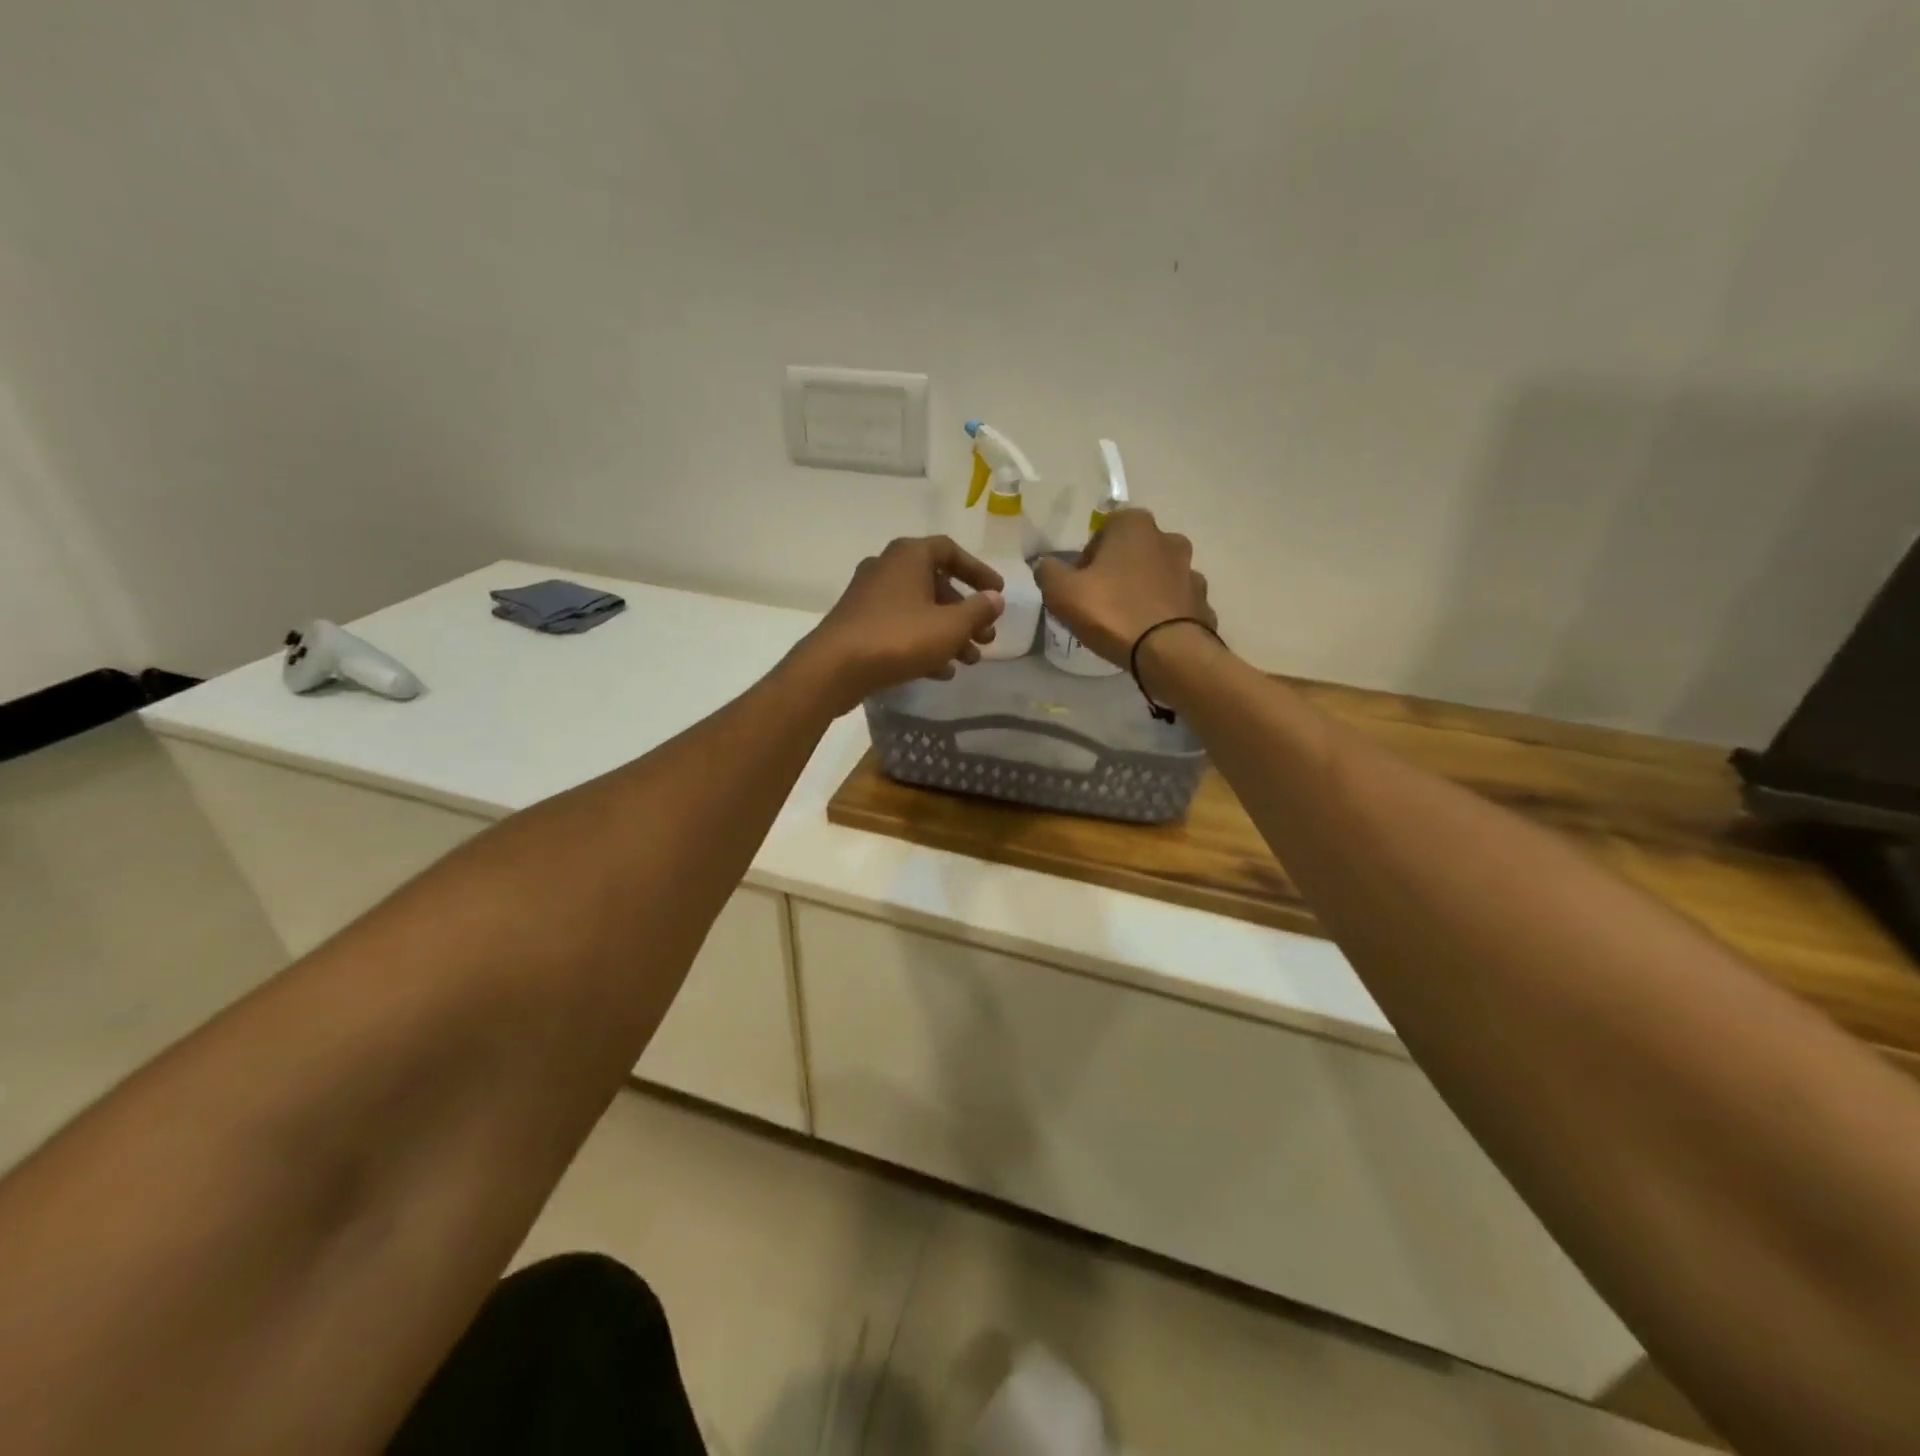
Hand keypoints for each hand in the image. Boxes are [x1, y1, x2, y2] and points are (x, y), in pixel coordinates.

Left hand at [795, 536, 1003, 713]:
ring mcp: (869, 597)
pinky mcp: (859, 624)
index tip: (997, 594)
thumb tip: (995, 598)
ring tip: (969, 660)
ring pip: (919, 610)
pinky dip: (923, 644)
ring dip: (948, 633)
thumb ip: (977, 610)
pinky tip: (941, 672)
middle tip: (986, 638)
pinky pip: (900, 628)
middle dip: (965, 613)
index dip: (978, 571)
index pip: (951, 551)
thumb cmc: (899, 637)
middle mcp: (887, 568)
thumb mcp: (950, 626)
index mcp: (909, 555)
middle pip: (936, 585)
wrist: (835, 668)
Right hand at [1033, 510, 1214, 667]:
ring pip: (1158, 576)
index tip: (1082, 583)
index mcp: (1135, 526)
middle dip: (1118, 571)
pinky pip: (1175, 602)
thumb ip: (1048, 571)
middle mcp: (1169, 539)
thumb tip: (1046, 565)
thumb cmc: (1112, 612)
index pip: (1104, 530)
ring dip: (1144, 591)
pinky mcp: (1202, 602)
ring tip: (1126, 621)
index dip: (1089, 557)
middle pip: (1134, 551)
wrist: (1169, 652)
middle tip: (1101, 602)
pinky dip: (1163, 612)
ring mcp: (1191, 571)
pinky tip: (1149, 634)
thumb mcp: (1061, 592)